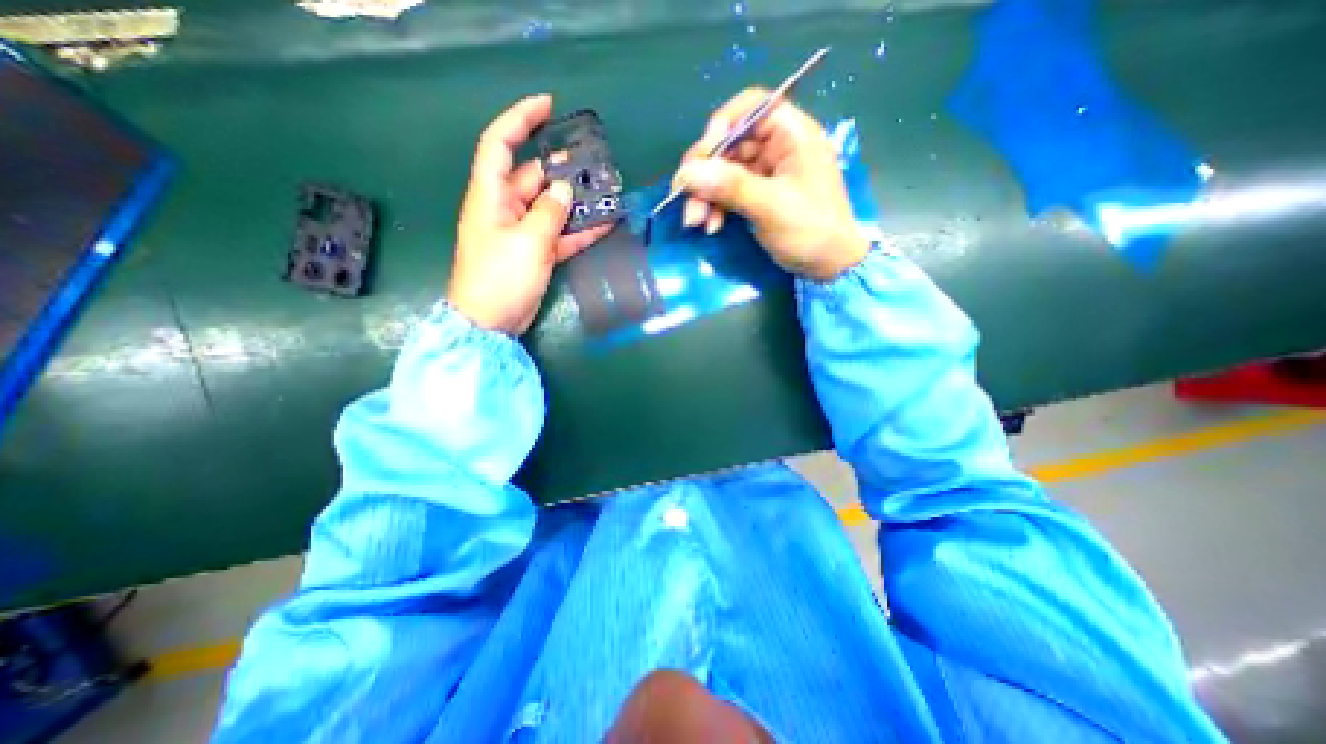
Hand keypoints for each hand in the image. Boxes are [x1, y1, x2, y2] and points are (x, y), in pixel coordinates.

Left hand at [444, 92, 609, 333]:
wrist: (491, 322)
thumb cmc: (500, 278)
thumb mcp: (527, 242)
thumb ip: (549, 213)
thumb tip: (563, 189)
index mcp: (491, 196)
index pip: (500, 145)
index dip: (520, 120)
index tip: (548, 106)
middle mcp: (505, 208)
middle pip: (534, 178)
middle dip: (562, 170)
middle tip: (596, 166)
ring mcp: (523, 232)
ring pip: (552, 208)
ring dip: (577, 203)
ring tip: (606, 194)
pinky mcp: (536, 253)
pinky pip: (560, 235)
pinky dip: (580, 230)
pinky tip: (605, 224)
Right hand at [675, 87, 872, 280]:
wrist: (828, 266)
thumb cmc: (810, 231)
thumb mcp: (771, 207)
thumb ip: (730, 187)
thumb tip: (687, 173)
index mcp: (791, 135)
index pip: (751, 108)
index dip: (722, 125)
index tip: (702, 156)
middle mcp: (777, 147)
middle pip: (730, 144)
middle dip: (705, 172)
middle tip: (683, 197)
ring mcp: (766, 173)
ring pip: (724, 171)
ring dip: (705, 194)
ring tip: (695, 221)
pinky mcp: (758, 195)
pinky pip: (728, 193)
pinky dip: (716, 207)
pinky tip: (710, 226)